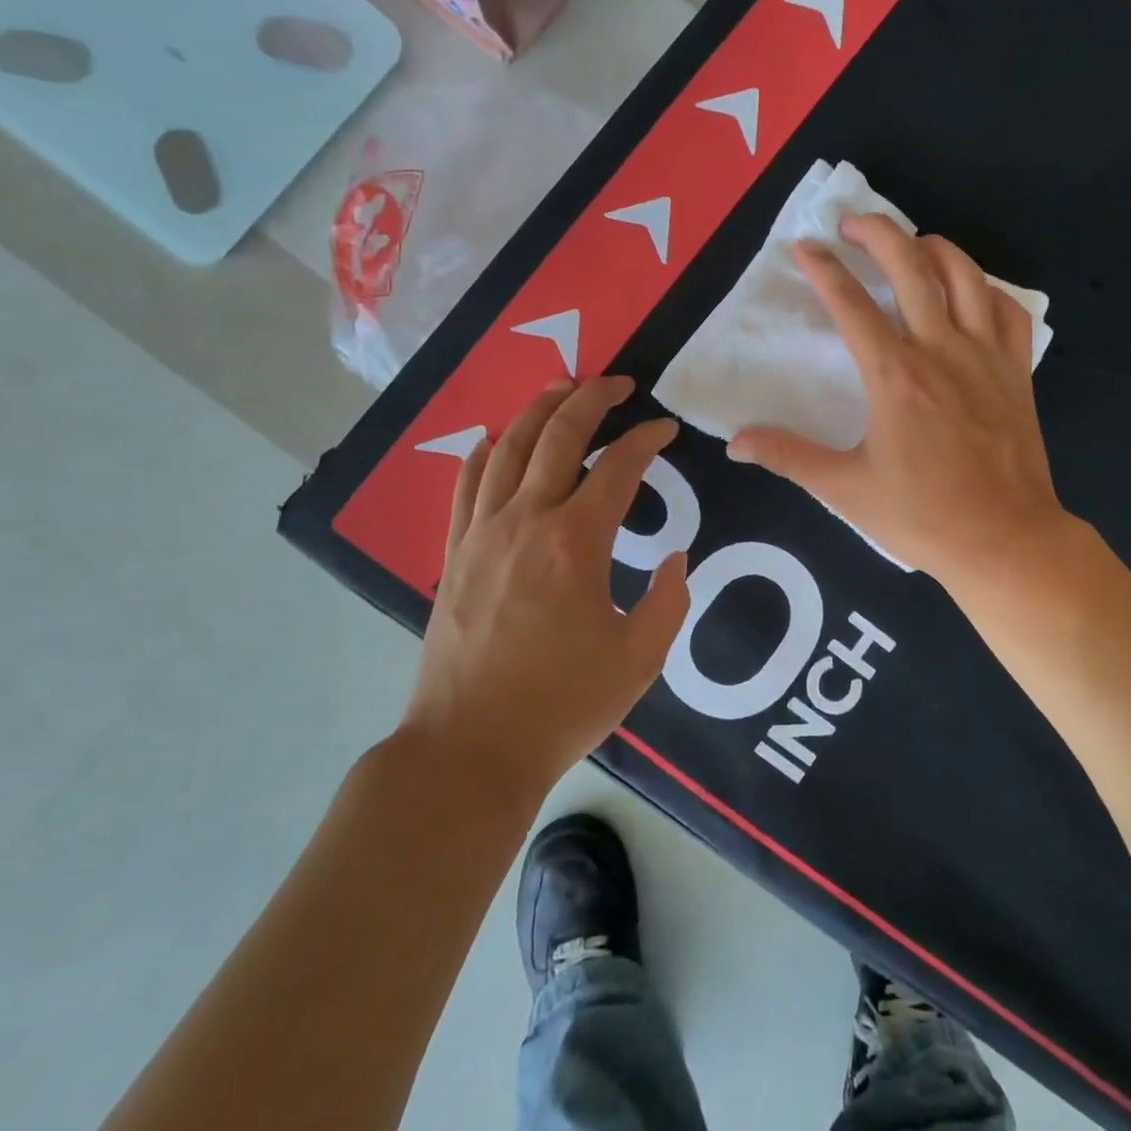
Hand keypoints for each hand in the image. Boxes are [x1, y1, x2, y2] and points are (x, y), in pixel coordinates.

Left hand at [401, 377, 690, 791]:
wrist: (469, 749)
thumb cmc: (563, 705)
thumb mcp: (640, 659)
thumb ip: (668, 601)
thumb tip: (675, 559)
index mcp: (576, 542)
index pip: (619, 467)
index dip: (647, 439)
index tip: (666, 430)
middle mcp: (526, 521)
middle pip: (558, 436)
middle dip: (591, 399)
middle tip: (617, 382)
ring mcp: (482, 534)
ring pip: (509, 448)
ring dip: (538, 410)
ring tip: (562, 387)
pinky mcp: (455, 555)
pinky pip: (466, 486)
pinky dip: (485, 453)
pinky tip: (497, 440)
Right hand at [728, 213, 1069, 590]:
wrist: (1005, 539)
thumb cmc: (923, 516)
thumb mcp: (846, 489)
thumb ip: (789, 457)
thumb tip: (735, 442)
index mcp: (894, 376)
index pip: (851, 305)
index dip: (823, 270)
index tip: (804, 248)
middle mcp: (941, 350)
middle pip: (911, 266)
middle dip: (877, 233)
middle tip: (851, 224)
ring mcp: (986, 356)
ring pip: (965, 274)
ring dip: (933, 247)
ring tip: (910, 244)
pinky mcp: (1017, 370)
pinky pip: (1009, 309)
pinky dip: (987, 288)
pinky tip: (970, 292)